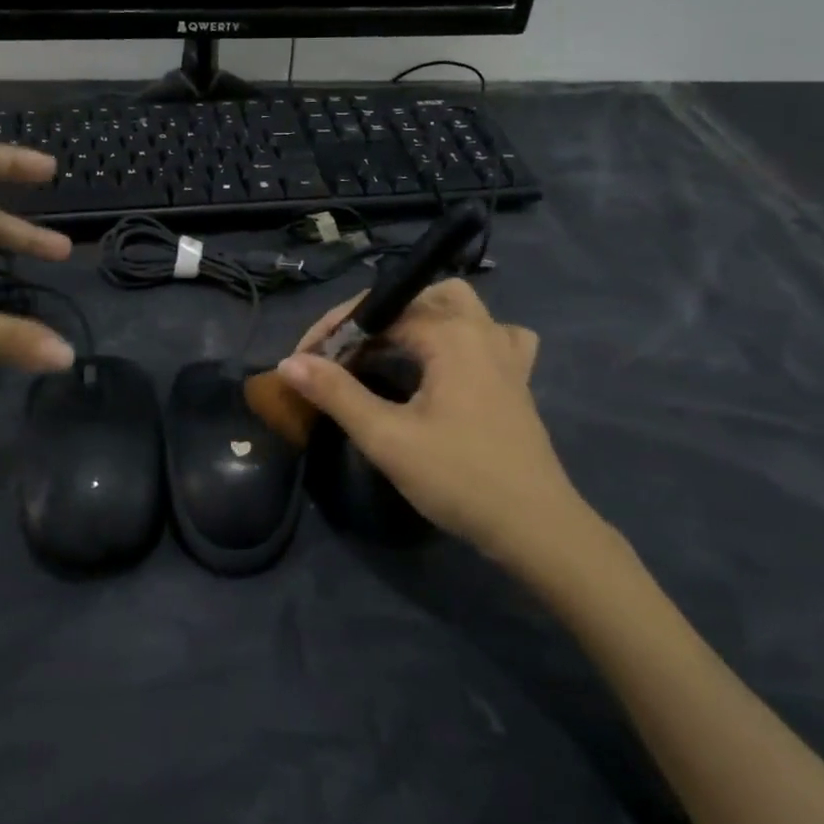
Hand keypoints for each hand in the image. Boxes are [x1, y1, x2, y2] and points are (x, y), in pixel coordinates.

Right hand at [278, 279, 601, 565]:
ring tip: (390, 348)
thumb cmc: (458, 478)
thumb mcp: (387, 438)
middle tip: (344, 354)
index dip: (334, 332)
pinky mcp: (518, 378)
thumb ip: (337, 394)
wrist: (534, 526)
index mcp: (451, 334)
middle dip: (375, 318)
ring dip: (420, 317)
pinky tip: (452, 360)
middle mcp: (481, 329)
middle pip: (419, 297)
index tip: (303, 362)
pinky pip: (493, 335)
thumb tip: (289, 362)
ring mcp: (506, 352)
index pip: (379, 312)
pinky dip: (467, 335)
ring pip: (460, 307)